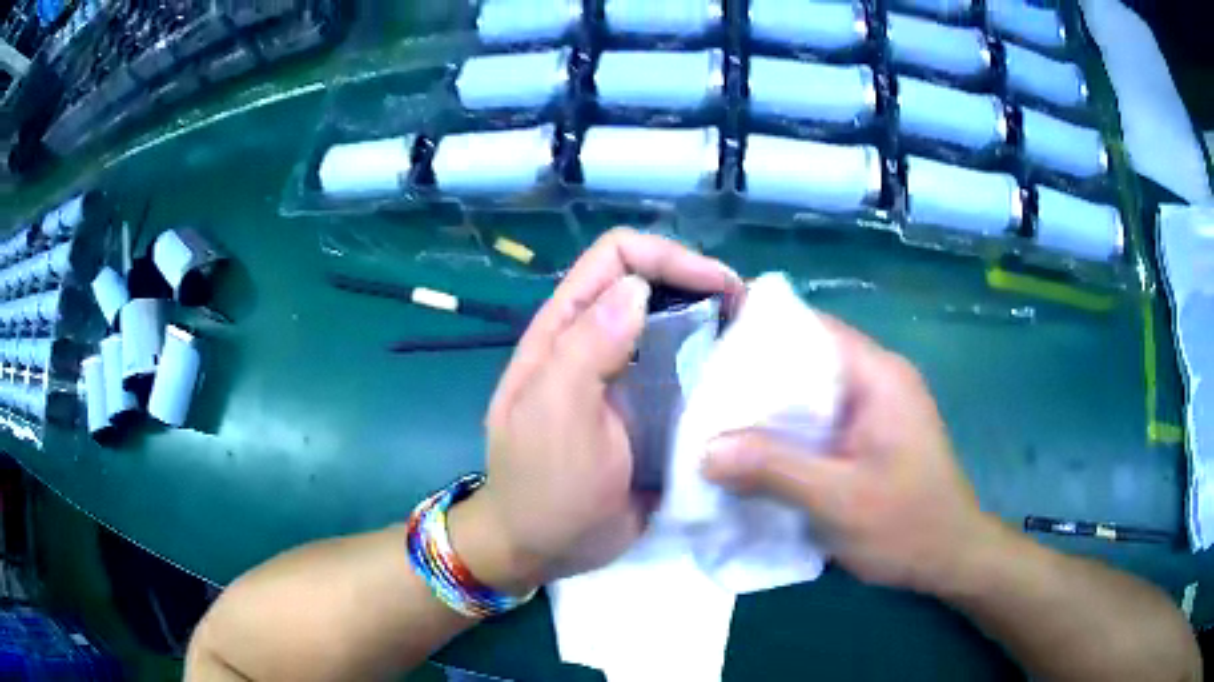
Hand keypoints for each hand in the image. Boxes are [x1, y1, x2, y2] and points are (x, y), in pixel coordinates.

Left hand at [453, 228, 743, 592]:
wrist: (544, 548)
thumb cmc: (544, 486)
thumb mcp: (556, 415)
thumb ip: (588, 347)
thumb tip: (637, 287)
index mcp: (565, 330)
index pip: (615, 256)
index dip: (667, 257)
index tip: (718, 287)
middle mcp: (596, 342)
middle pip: (650, 283)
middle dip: (699, 285)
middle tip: (747, 314)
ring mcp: (626, 378)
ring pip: (674, 327)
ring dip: (713, 326)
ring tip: (753, 345)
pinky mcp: (650, 411)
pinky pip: (686, 374)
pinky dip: (714, 369)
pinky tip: (741, 384)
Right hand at [701, 317, 999, 594]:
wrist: (950, 558)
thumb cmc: (906, 525)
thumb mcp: (839, 501)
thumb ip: (774, 471)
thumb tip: (706, 450)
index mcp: (878, 376)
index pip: (811, 328)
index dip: (759, 334)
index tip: (709, 352)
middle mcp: (877, 381)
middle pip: (806, 360)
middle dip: (755, 380)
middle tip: (703, 398)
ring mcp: (875, 410)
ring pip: (809, 395)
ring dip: (769, 412)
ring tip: (717, 426)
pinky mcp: (869, 437)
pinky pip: (819, 422)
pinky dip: (787, 435)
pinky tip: (756, 457)